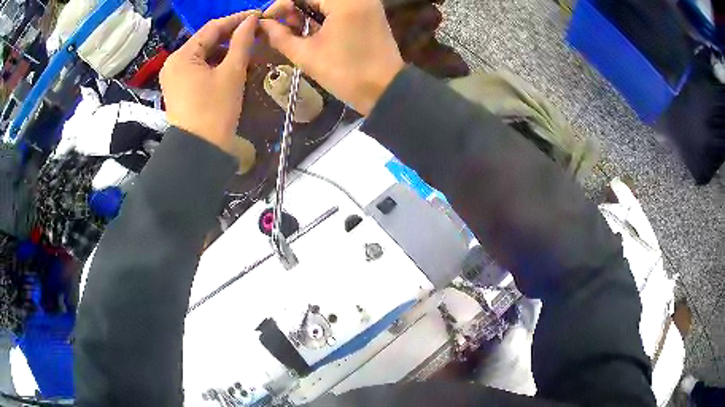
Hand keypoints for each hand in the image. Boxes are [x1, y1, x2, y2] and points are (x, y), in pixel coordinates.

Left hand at [160, 12, 258, 153]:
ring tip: (247, 48)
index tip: (257, 16)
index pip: (212, 28)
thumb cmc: (215, 111)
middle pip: (205, 40)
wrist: (199, 151)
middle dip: (230, 35)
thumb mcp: (232, 73)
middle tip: (254, 32)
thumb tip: (251, 20)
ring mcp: (174, 76)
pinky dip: (214, 63)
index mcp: (182, 56)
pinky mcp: (178, 88)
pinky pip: (198, 67)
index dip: (236, 19)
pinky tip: (231, 63)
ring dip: (224, 49)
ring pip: (202, 54)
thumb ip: (241, 42)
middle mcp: (174, 63)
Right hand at [261, 0, 404, 114]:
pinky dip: (323, 14)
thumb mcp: (306, 55)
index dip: (281, 5)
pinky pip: (340, 7)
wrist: (385, 91)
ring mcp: (367, 3)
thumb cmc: (345, 73)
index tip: (267, 21)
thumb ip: (280, 36)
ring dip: (308, 11)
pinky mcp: (370, 12)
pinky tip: (313, 29)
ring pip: (327, 1)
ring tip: (296, 31)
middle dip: (294, 8)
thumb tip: (264, 24)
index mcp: (345, 2)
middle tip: (283, 27)